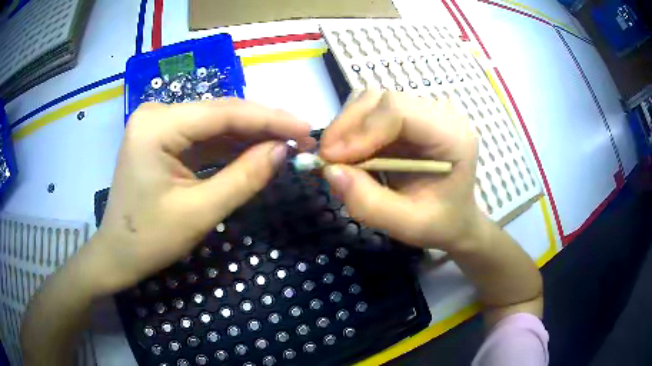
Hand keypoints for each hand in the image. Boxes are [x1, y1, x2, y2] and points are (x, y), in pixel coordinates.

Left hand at [91, 99, 313, 293]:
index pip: (224, 113)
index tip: (307, 129)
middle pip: (220, 113)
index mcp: (157, 125)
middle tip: (302, 139)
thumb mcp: (199, 212)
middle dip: (263, 126)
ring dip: (250, 136)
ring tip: (287, 144)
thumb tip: (284, 150)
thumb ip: (244, 177)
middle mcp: (157, 113)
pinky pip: (203, 137)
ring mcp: (158, 124)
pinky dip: (230, 146)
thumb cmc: (149, 240)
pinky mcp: (163, 138)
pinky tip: (256, 151)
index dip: (270, 120)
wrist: (118, 254)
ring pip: (215, 124)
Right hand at [320, 91, 480, 251]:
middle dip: (348, 127)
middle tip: (328, 161)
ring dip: (347, 127)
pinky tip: (350, 154)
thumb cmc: (440, 223)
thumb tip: (329, 172)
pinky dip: (352, 130)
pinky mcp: (408, 118)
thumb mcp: (407, 225)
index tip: (333, 160)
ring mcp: (423, 113)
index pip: (399, 111)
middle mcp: (440, 115)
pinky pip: (371, 111)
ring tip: (338, 159)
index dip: (361, 131)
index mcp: (452, 136)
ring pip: (372, 101)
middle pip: (382, 100)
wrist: (454, 218)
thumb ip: (369, 203)